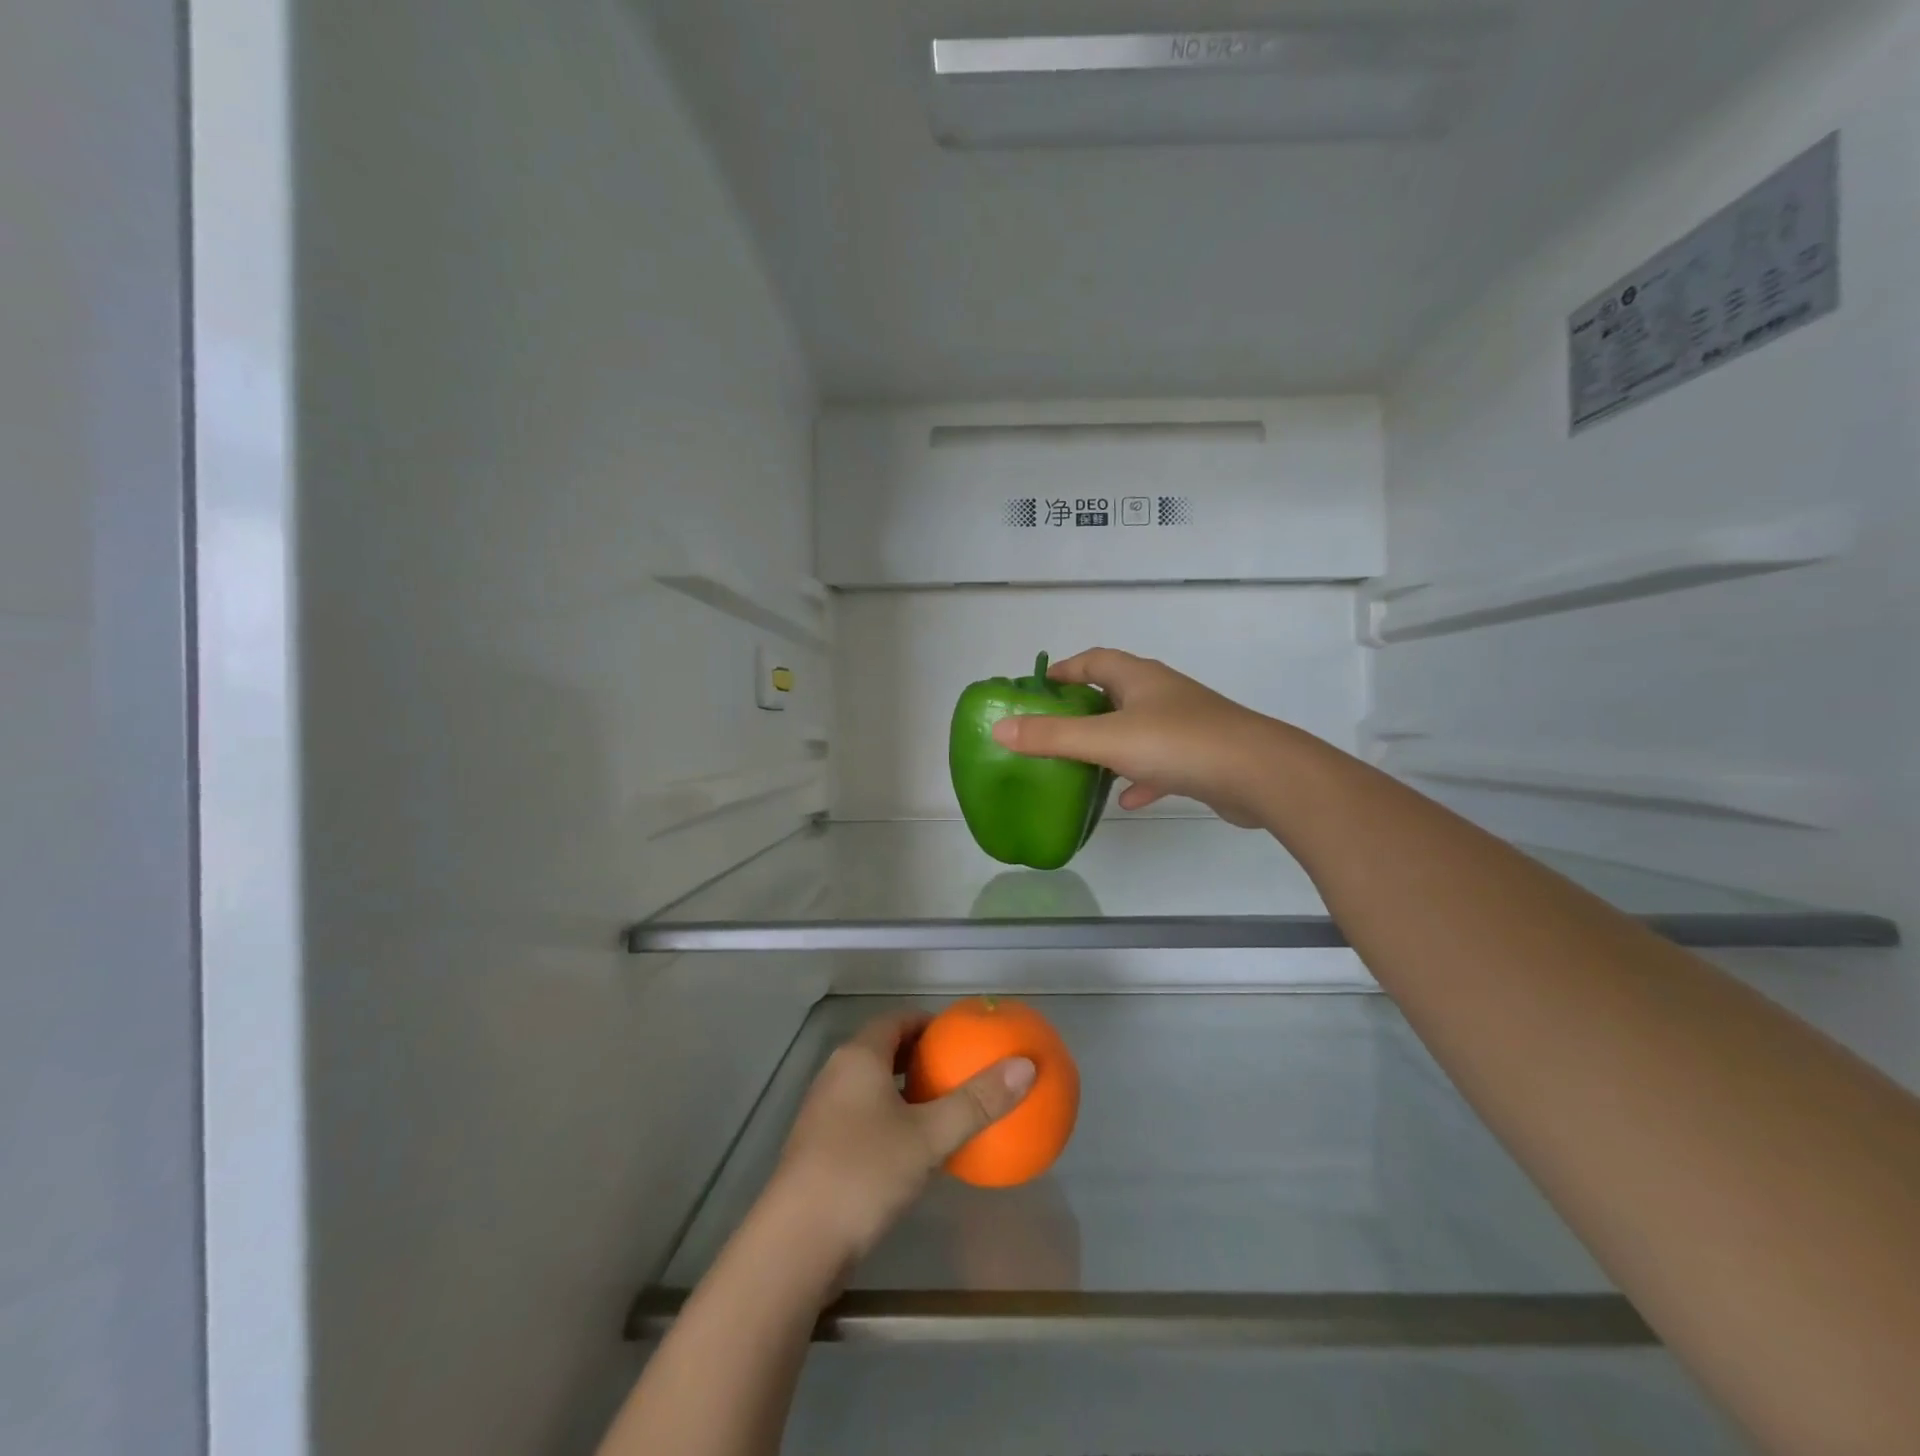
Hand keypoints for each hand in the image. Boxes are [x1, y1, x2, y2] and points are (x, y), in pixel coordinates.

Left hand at [766, 1013, 1034, 1278]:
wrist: (796, 1244)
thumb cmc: (863, 1173)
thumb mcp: (929, 1137)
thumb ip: (977, 1102)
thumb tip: (1026, 1066)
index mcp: (858, 1057)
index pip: (896, 1020)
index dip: (929, 1023)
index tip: (962, 1038)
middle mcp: (836, 1075)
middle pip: (883, 1051)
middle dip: (920, 1058)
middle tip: (959, 1072)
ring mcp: (823, 1113)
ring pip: (871, 1087)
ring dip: (904, 1092)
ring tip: (943, 1109)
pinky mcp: (818, 1150)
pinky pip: (862, 1117)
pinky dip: (890, 1120)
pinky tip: (914, 1152)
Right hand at [990, 648, 1287, 827]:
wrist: (1259, 775)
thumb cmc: (1178, 744)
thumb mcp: (1105, 740)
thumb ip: (1052, 737)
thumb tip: (999, 729)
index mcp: (1138, 678)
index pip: (1093, 661)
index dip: (1064, 670)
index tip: (1038, 688)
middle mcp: (1162, 694)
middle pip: (1114, 693)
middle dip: (1083, 709)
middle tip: (1053, 730)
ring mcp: (1185, 724)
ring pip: (1137, 728)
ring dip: (1110, 744)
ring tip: (1081, 765)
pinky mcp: (1200, 756)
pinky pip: (1159, 762)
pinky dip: (1139, 776)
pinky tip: (1127, 799)